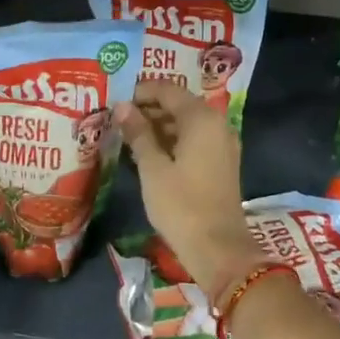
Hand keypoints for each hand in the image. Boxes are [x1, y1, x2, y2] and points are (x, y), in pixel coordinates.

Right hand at [114, 81, 262, 300]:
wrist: (218, 248)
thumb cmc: (181, 205)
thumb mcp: (152, 168)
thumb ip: (138, 133)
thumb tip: (122, 107)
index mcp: (201, 118)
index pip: (168, 90)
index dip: (141, 92)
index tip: (116, 103)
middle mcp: (217, 124)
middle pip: (180, 104)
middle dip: (149, 109)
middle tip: (119, 121)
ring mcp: (223, 144)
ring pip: (188, 122)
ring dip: (160, 126)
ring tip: (129, 137)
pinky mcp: (222, 163)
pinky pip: (196, 140)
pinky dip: (174, 140)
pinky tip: (150, 154)